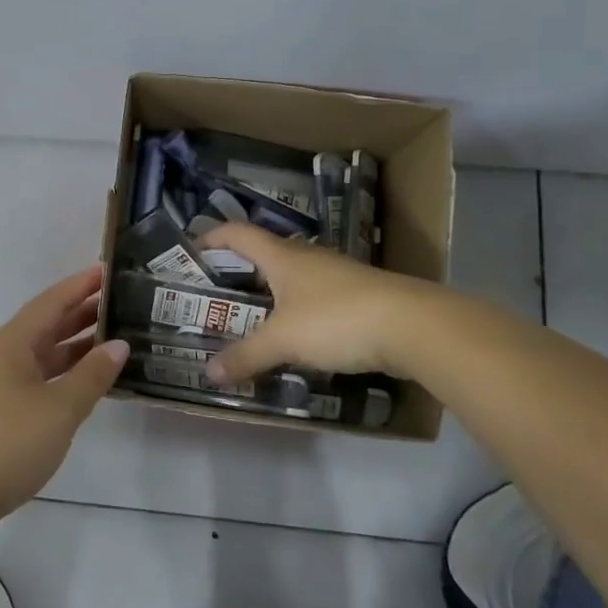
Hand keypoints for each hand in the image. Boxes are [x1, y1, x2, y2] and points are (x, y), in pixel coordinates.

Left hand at [0, 265, 128, 535]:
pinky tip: (80, 382)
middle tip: (120, 305)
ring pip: (39, 353)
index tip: (109, 270)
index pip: (52, 302)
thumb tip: (119, 345)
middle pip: (44, 324)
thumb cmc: (6, 444)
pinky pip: (33, 376)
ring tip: (111, 340)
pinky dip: (59, 373)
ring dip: (72, 345)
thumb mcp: (59, 410)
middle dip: (81, 313)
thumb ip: (92, 375)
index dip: (81, 285)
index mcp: (11, 342)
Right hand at [199, 224, 439, 383]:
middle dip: (239, 270)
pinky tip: (296, 337)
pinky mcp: (359, 297)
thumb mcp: (283, 340)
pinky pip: (315, 299)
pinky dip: (297, 311)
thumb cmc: (337, 319)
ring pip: (293, 278)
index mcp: (283, 256)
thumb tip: (209, 373)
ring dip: (271, 293)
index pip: (239, 234)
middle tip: (216, 293)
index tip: (192, 248)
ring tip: (251, 319)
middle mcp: (308, 257)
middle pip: (266, 254)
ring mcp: (337, 275)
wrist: (414, 326)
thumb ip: (246, 356)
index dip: (213, 236)